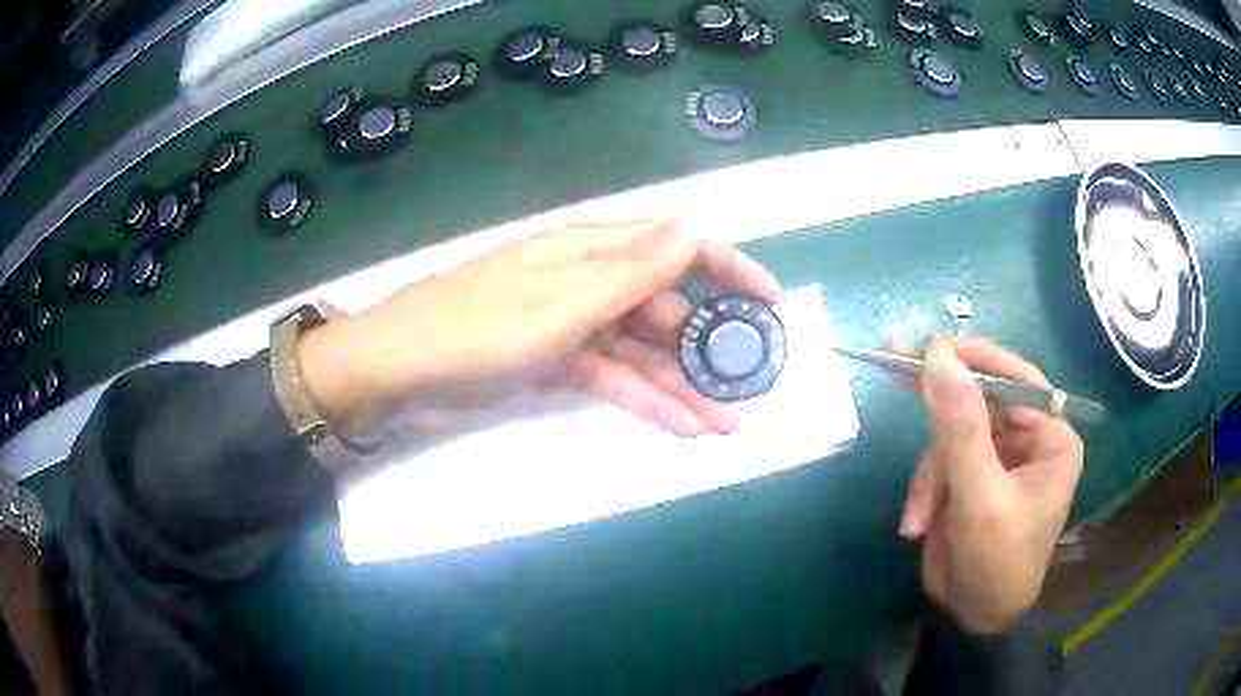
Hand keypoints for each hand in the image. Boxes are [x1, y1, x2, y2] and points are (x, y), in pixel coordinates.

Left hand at [298, 219, 781, 436]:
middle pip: (664, 307)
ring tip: (728, 423)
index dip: (729, 270)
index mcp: (592, 250)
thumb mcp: (564, 300)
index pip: (676, 247)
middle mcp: (588, 280)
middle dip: (709, 346)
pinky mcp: (554, 362)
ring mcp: (572, 324)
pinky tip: (681, 428)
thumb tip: (696, 220)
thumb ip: (636, 268)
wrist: (397, 372)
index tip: (772, 303)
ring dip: (683, 385)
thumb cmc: (478, 328)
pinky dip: (644, 401)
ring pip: (642, 351)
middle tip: (751, 385)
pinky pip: (611, 378)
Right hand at [896, 336, 1083, 633]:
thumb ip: (960, 428)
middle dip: (939, 416)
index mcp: (1050, 435)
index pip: (1014, 378)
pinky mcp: (968, 474)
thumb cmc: (996, 562)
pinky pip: (938, 460)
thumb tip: (938, 355)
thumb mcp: (979, 497)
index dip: (972, 358)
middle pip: (977, 400)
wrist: (973, 617)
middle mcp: (1027, 437)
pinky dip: (923, 490)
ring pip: (949, 433)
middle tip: (893, 364)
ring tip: (919, 519)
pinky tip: (918, 524)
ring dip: (928, 475)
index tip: (926, 347)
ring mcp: (996, 455)